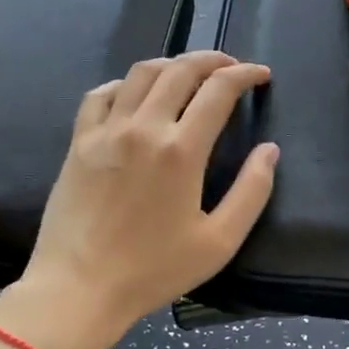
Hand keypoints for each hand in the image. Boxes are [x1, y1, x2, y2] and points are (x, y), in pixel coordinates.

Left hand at [10, 51, 279, 348]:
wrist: (79, 289)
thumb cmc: (153, 270)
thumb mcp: (219, 242)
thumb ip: (252, 192)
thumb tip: (269, 150)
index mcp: (181, 150)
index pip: (219, 90)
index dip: (245, 75)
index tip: (260, 75)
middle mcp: (143, 128)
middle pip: (180, 70)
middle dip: (212, 60)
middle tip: (230, 67)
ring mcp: (106, 132)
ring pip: (141, 73)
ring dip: (171, 65)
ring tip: (188, 74)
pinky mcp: (78, 143)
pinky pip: (101, 95)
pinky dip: (125, 84)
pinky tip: (136, 95)